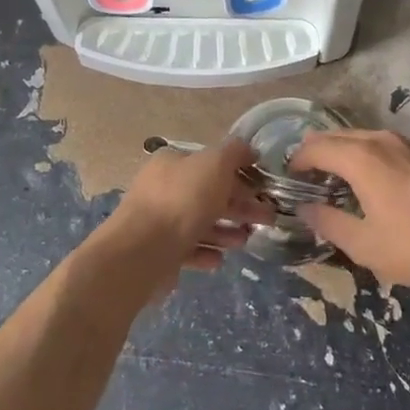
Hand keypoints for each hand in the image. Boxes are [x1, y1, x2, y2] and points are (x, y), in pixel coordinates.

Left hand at [95, 137, 262, 293]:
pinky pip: (188, 249)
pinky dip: (206, 252)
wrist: (142, 252)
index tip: (262, 188)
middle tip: (267, 219)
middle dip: (240, 206)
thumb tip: (249, 150)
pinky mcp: (159, 252)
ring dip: (226, 231)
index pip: (211, 163)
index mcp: (173, 163)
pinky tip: (220, 259)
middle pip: (209, 194)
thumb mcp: (215, 164)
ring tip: (245, 240)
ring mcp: (159, 221)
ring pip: (200, 223)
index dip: (239, 173)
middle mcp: (163, 188)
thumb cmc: (182, 200)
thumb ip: (235, 153)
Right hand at [290, 130, 409, 294]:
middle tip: (306, 177)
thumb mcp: (364, 244)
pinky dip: (366, 154)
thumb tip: (305, 209)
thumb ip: (328, 222)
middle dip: (317, 152)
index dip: (297, 160)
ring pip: (362, 137)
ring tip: (335, 178)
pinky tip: (371, 180)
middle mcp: (382, 140)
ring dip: (343, 152)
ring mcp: (408, 144)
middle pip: (338, 136)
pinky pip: (384, 145)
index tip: (289, 178)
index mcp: (362, 158)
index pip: (316, 147)